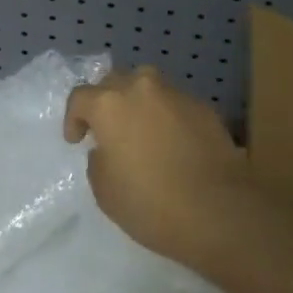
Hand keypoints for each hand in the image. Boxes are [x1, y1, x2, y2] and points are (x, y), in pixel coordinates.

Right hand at [63, 66, 253, 263]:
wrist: (219, 210)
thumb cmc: (151, 203)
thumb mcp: (105, 191)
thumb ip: (99, 160)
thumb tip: (108, 149)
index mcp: (110, 104)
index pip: (80, 97)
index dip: (73, 118)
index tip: (77, 140)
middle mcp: (141, 88)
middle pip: (114, 81)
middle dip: (106, 101)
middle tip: (108, 129)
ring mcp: (175, 94)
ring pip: (148, 87)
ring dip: (138, 103)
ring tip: (141, 130)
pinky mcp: (204, 107)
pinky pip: (175, 104)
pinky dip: (167, 117)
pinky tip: (173, 144)